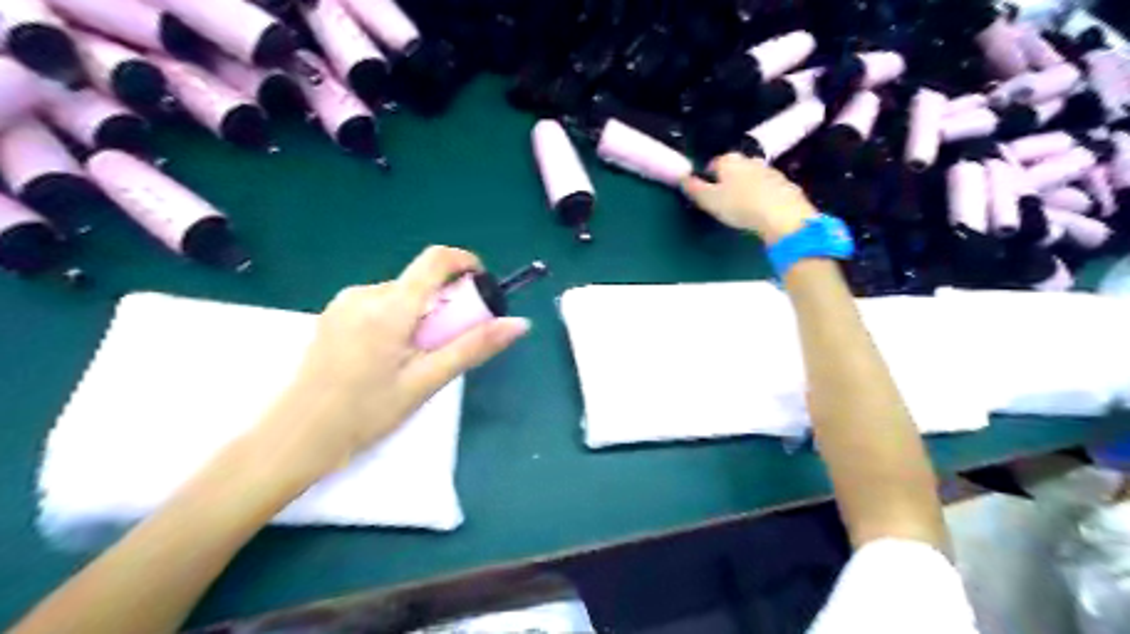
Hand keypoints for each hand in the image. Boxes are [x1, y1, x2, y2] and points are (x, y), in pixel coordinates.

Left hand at [258, 244, 531, 474]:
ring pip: (399, 295)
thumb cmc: (366, 413)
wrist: (296, 438)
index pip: (435, 260)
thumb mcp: (426, 381)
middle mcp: (364, 294)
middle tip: (447, 345)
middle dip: (443, 304)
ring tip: (416, 358)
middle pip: (419, 282)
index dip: (465, 263)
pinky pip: (379, 305)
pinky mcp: (333, 316)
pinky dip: (398, 320)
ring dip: (420, 315)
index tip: (480, 287)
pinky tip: (389, 357)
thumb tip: (519, 324)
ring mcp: (344, 303)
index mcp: (390, 307)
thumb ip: (473, 347)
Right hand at [675, 153, 816, 245]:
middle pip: (735, 168)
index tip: (706, 193)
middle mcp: (750, 160)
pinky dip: (764, 196)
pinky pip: (769, 188)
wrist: (782, 216)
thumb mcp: (709, 200)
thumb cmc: (740, 206)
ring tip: (743, 207)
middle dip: (729, 181)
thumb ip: (694, 188)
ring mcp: (770, 171)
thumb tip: (682, 178)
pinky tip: (762, 211)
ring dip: (747, 187)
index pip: (713, 163)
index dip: (707, 177)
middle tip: (724, 201)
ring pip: (753, 177)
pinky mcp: (787, 185)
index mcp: (729, 161)